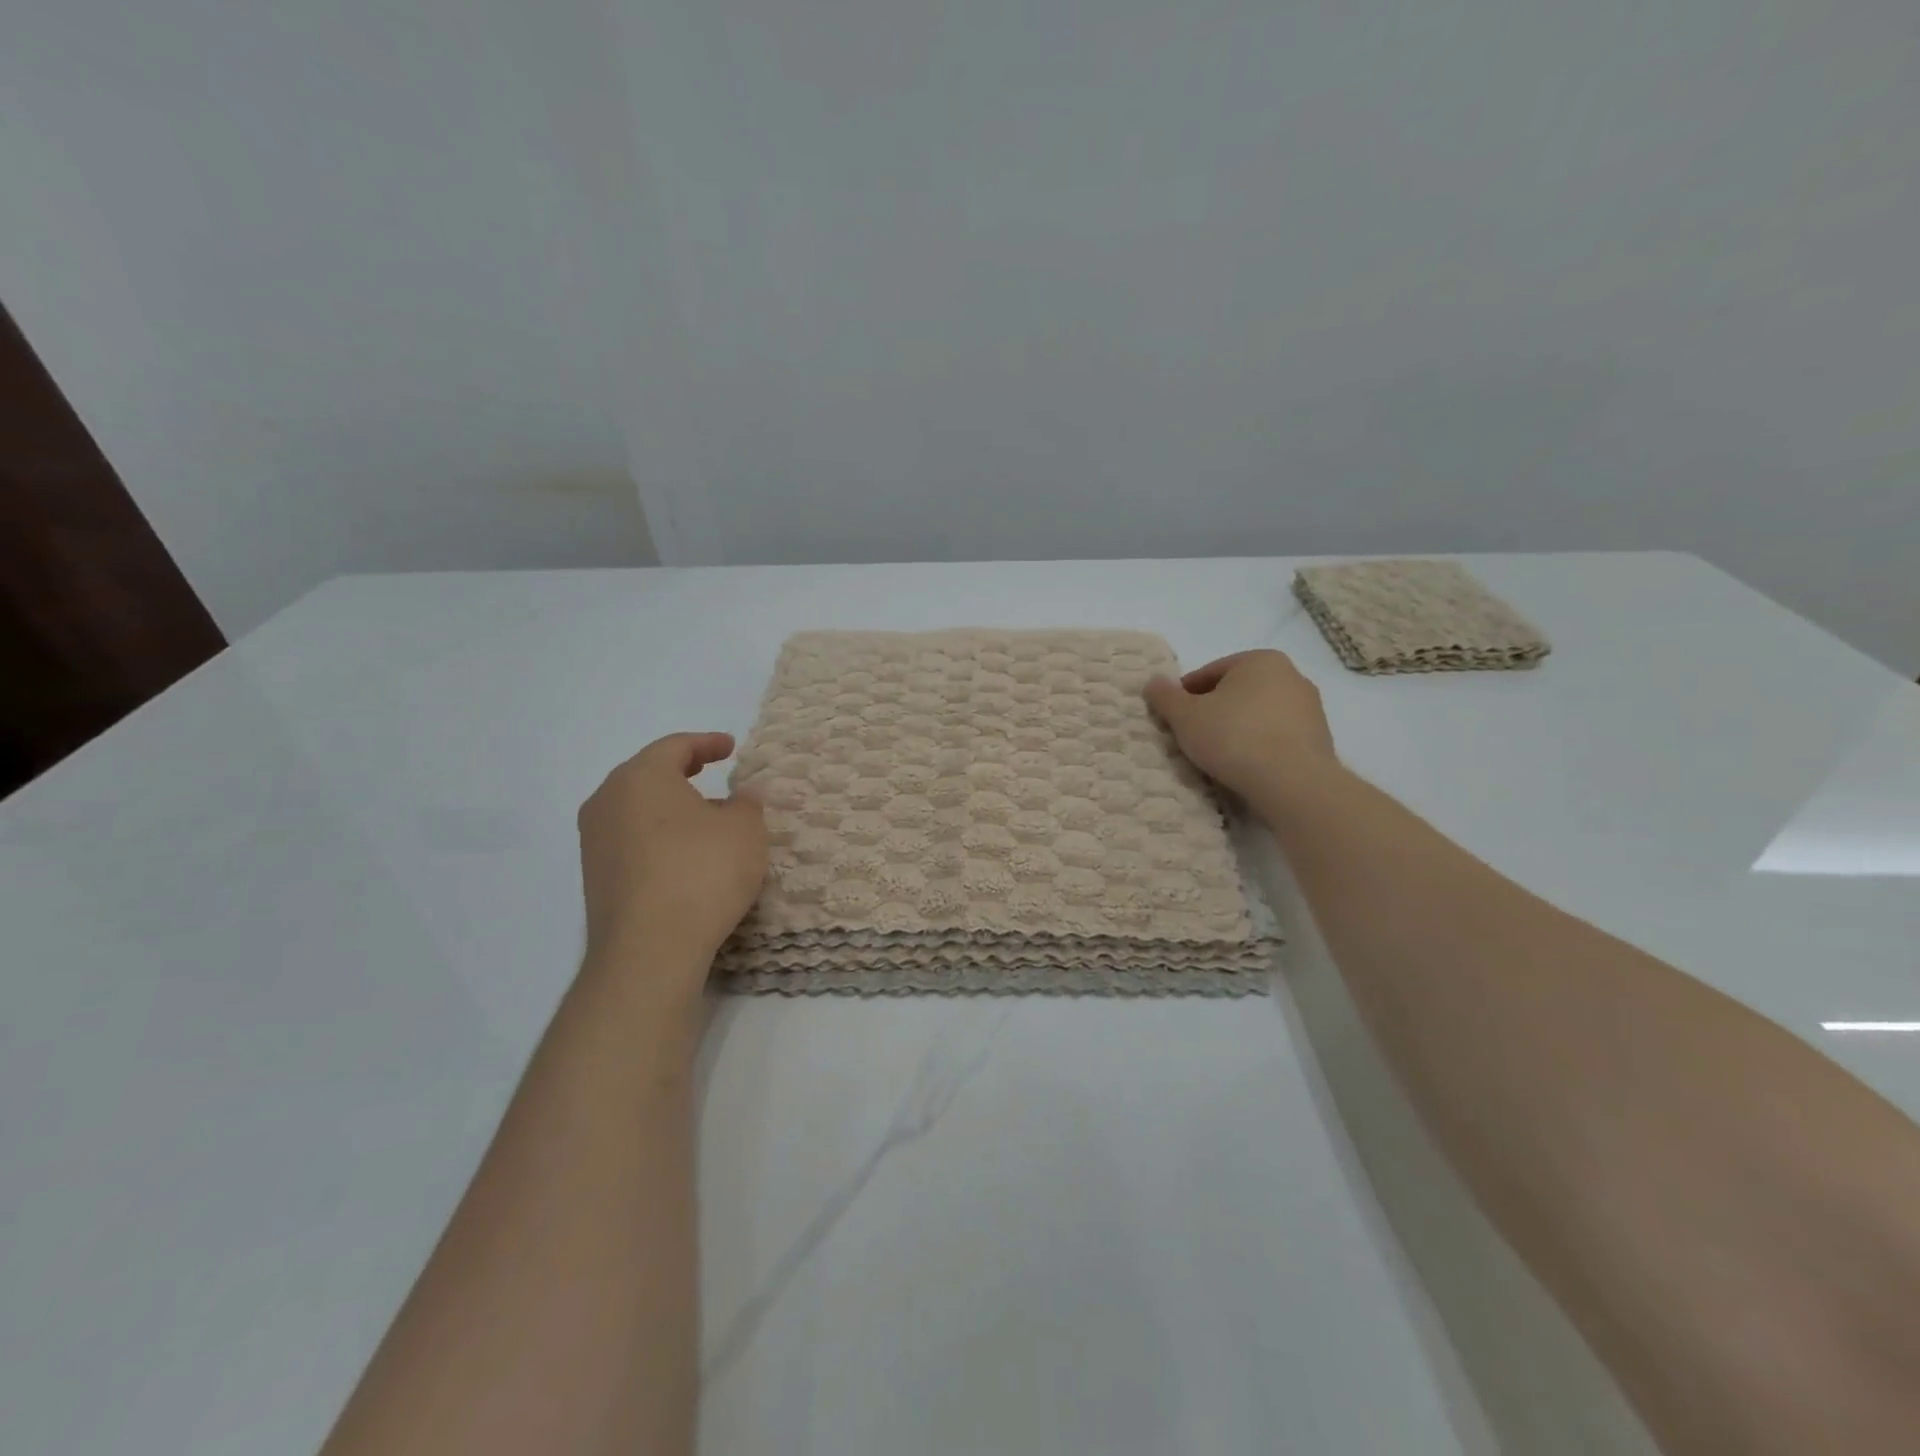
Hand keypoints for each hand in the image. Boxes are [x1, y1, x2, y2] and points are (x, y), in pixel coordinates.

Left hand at [578, 733, 767, 970]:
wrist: (649, 949)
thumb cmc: (702, 872)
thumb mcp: (744, 830)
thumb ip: (746, 804)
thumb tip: (742, 795)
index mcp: (641, 776)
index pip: (676, 746)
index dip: (707, 743)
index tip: (730, 747)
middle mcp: (608, 800)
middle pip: (648, 775)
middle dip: (682, 772)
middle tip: (710, 771)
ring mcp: (594, 841)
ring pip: (636, 808)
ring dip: (669, 807)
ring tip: (702, 817)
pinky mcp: (594, 877)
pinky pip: (630, 839)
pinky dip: (657, 835)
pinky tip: (682, 854)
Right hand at [1144, 650, 1338, 803]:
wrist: (1292, 783)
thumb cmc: (1234, 737)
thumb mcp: (1185, 716)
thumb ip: (1165, 696)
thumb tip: (1153, 683)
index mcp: (1260, 660)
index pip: (1209, 673)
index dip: (1184, 696)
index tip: (1172, 719)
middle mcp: (1291, 676)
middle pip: (1236, 693)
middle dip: (1212, 712)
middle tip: (1191, 737)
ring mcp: (1310, 708)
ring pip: (1258, 716)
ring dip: (1236, 730)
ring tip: (1215, 756)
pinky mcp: (1319, 740)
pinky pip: (1276, 738)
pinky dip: (1258, 747)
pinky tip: (1243, 767)